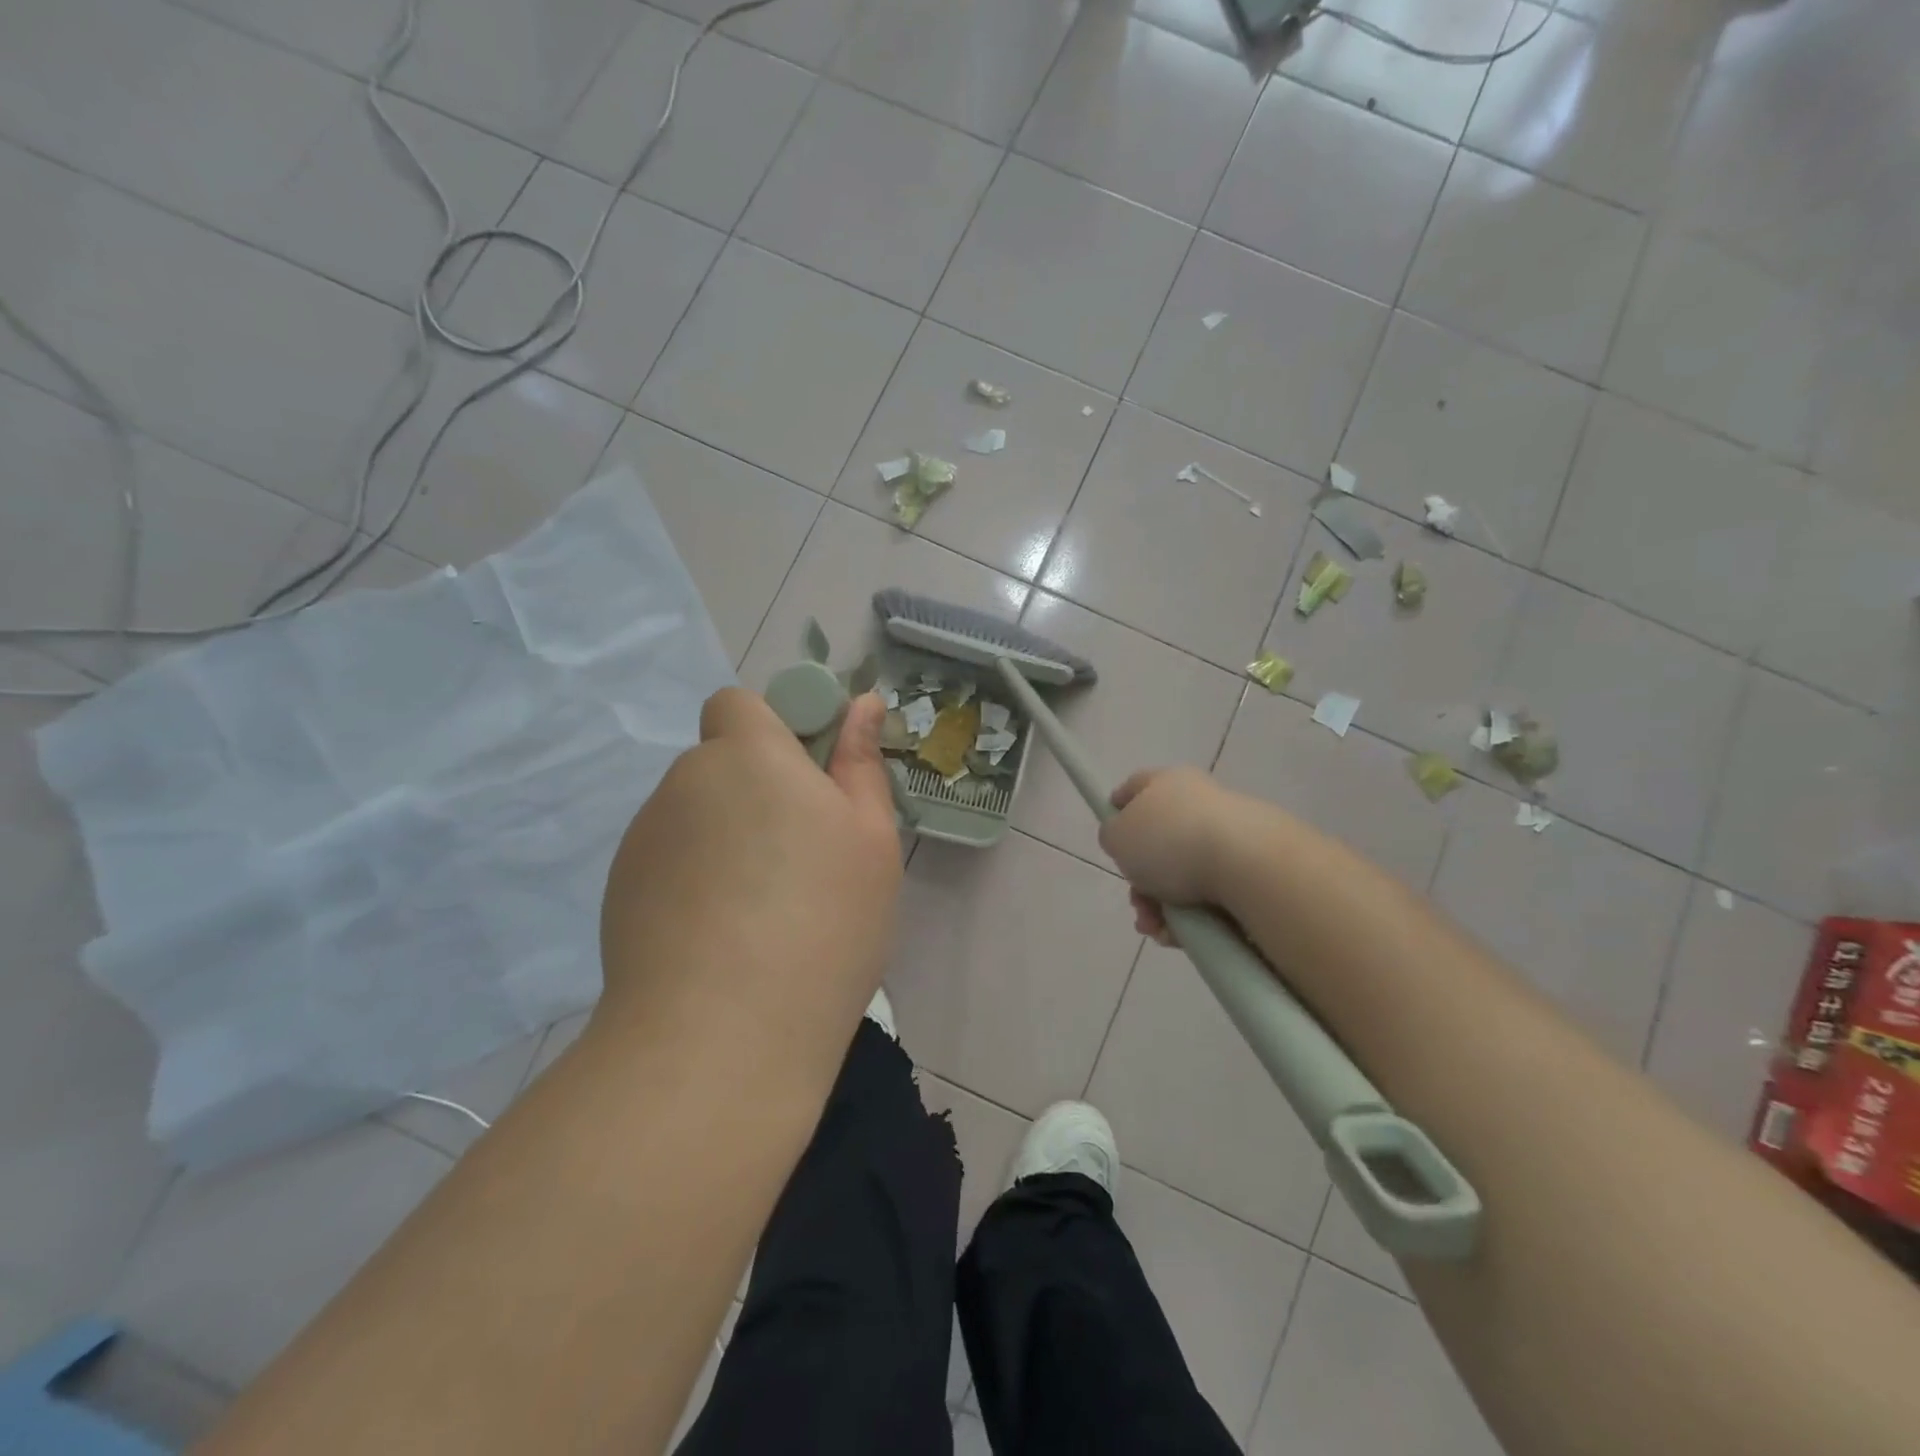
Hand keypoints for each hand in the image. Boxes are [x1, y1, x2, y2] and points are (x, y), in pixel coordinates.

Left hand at [597, 688, 902, 1057]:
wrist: (721, 1037)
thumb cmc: (823, 921)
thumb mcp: (870, 839)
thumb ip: (861, 763)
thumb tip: (861, 704)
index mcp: (748, 756)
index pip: (738, 704)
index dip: (772, 730)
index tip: (809, 780)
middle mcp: (684, 783)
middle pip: (721, 765)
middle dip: (758, 792)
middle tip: (802, 858)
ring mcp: (644, 839)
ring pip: (697, 816)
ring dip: (727, 839)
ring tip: (764, 912)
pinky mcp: (620, 891)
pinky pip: (670, 862)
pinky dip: (696, 881)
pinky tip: (722, 940)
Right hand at [1099, 766, 1242, 944]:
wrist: (1249, 866)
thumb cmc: (1172, 842)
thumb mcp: (1118, 835)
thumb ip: (1112, 835)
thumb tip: (1124, 839)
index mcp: (1169, 782)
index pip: (1135, 787)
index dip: (1117, 811)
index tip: (1110, 840)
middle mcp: (1200, 803)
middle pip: (1158, 843)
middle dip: (1140, 881)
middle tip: (1138, 904)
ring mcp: (1229, 836)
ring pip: (1182, 876)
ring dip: (1162, 907)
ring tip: (1159, 929)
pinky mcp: (1252, 869)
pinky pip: (1211, 896)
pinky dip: (1193, 917)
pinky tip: (1182, 936)